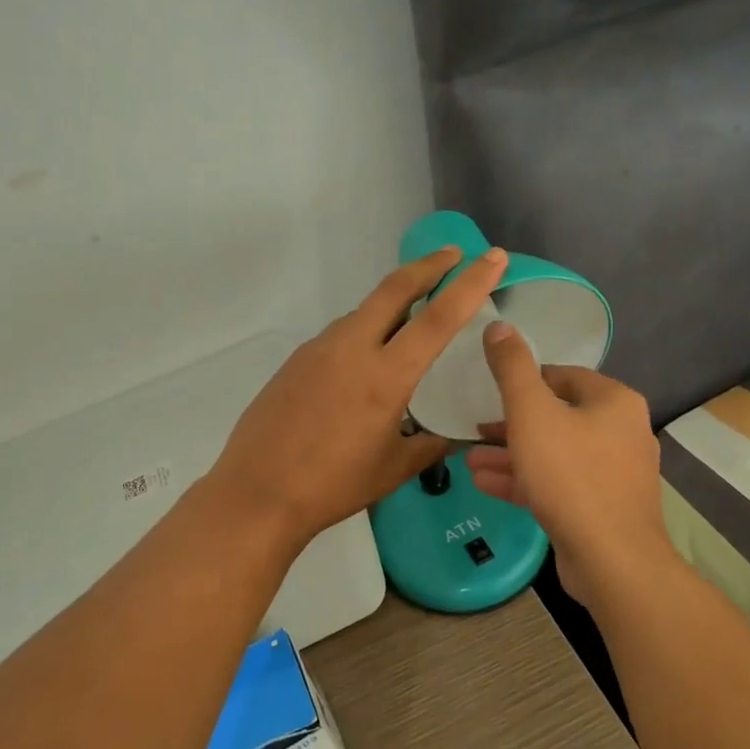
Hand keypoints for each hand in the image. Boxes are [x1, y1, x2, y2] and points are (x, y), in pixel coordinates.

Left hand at [210, 246, 509, 547]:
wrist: (258, 492)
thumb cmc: (333, 486)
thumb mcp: (393, 469)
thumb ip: (429, 446)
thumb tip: (449, 437)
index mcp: (385, 376)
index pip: (438, 317)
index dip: (470, 283)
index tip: (491, 257)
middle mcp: (351, 349)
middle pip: (394, 288)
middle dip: (428, 266)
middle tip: (453, 256)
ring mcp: (318, 350)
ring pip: (364, 312)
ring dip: (393, 304)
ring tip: (413, 320)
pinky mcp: (297, 360)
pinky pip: (340, 335)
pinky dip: (364, 332)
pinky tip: (365, 363)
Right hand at [466, 323, 671, 607]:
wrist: (612, 559)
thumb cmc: (570, 475)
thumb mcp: (531, 413)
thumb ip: (512, 368)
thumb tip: (499, 325)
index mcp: (613, 402)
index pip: (562, 376)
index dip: (523, 381)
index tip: (491, 392)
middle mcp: (621, 432)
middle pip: (557, 416)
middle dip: (511, 424)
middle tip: (475, 429)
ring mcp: (614, 473)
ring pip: (554, 453)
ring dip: (511, 454)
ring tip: (470, 459)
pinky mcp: (602, 507)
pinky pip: (559, 484)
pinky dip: (525, 480)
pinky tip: (486, 484)